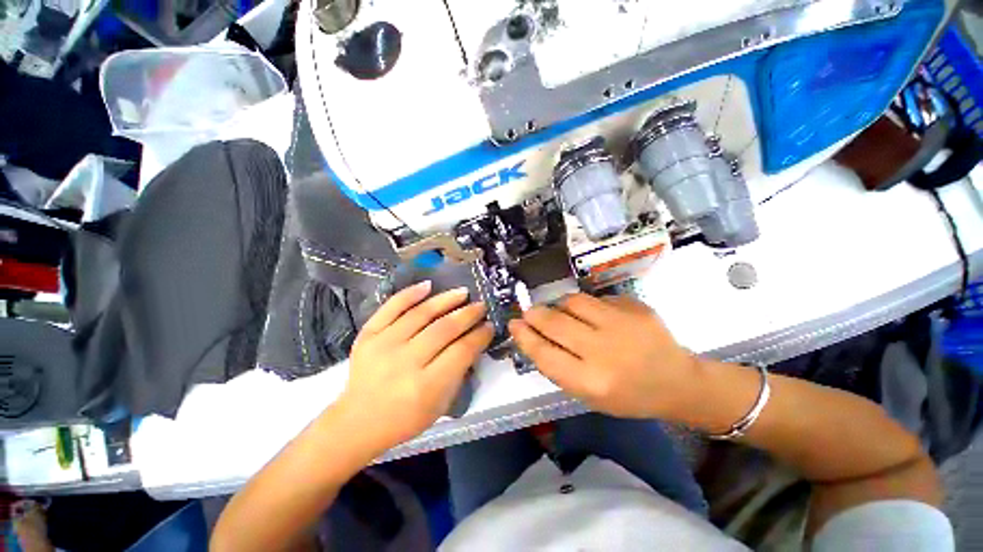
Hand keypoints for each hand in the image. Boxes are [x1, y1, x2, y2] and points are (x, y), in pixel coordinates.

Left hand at [335, 281, 493, 450]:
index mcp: (426, 387)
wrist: (358, 421)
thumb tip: (473, 340)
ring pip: (421, 314)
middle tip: (480, 306)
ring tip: (462, 292)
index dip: (479, 335)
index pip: (461, 351)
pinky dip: (410, 294)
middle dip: (468, 314)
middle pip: (444, 329)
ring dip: (446, 300)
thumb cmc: (406, 418)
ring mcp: (383, 345)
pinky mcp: (367, 335)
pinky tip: (428, 285)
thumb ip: (459, 371)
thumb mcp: (441, 404)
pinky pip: (391, 307)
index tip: (489, 325)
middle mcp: (405, 362)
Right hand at [508, 294, 696, 418]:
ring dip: (560, 306)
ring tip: (565, 314)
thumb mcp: (588, 394)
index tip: (514, 324)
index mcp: (591, 381)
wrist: (678, 382)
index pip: (544, 353)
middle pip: (554, 322)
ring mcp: (621, 323)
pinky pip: (596, 298)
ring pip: (572, 301)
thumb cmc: (627, 395)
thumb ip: (558, 366)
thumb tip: (531, 335)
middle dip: (535, 314)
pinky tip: (597, 317)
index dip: (524, 336)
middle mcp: (604, 350)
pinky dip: (588, 306)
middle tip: (530, 313)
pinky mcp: (634, 306)